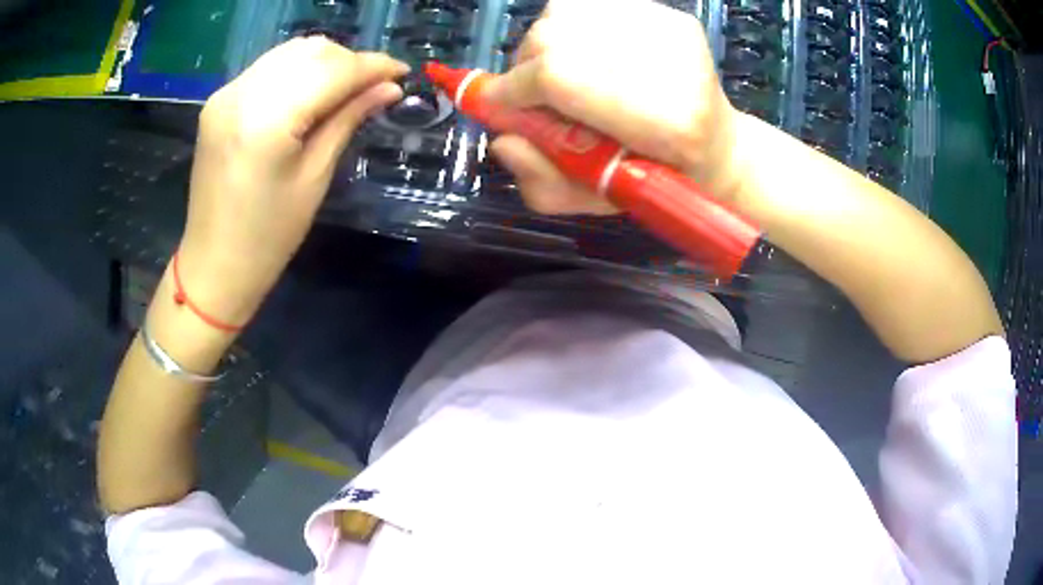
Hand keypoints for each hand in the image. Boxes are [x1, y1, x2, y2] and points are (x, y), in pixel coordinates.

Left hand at [178, 38, 407, 324]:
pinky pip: (268, 68)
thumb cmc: (268, 236)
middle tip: (374, 85)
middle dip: (350, 61)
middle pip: (311, 51)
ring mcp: (226, 94)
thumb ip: (348, 120)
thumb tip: (389, 88)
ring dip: (325, 61)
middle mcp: (242, 94)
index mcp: (267, 121)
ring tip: (345, 87)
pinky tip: (310, 91)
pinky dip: (297, 71)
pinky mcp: (218, 101)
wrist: (213, 264)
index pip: (332, 71)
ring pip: (289, 52)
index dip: (372, 67)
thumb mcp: (314, 178)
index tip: (402, 72)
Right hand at [485, 0, 741, 215]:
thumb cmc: (657, 180)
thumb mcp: (596, 200)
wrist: (717, 145)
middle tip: (532, 92)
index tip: (497, 104)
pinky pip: (590, 6)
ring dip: (546, 43)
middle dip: (526, 65)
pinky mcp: (670, 15)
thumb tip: (502, 139)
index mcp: (665, 125)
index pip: (561, 78)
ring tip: (560, 71)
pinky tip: (585, 53)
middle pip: (557, 37)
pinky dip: (570, 28)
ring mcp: (672, 31)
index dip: (515, 88)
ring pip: (566, 13)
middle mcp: (672, 65)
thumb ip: (543, 181)